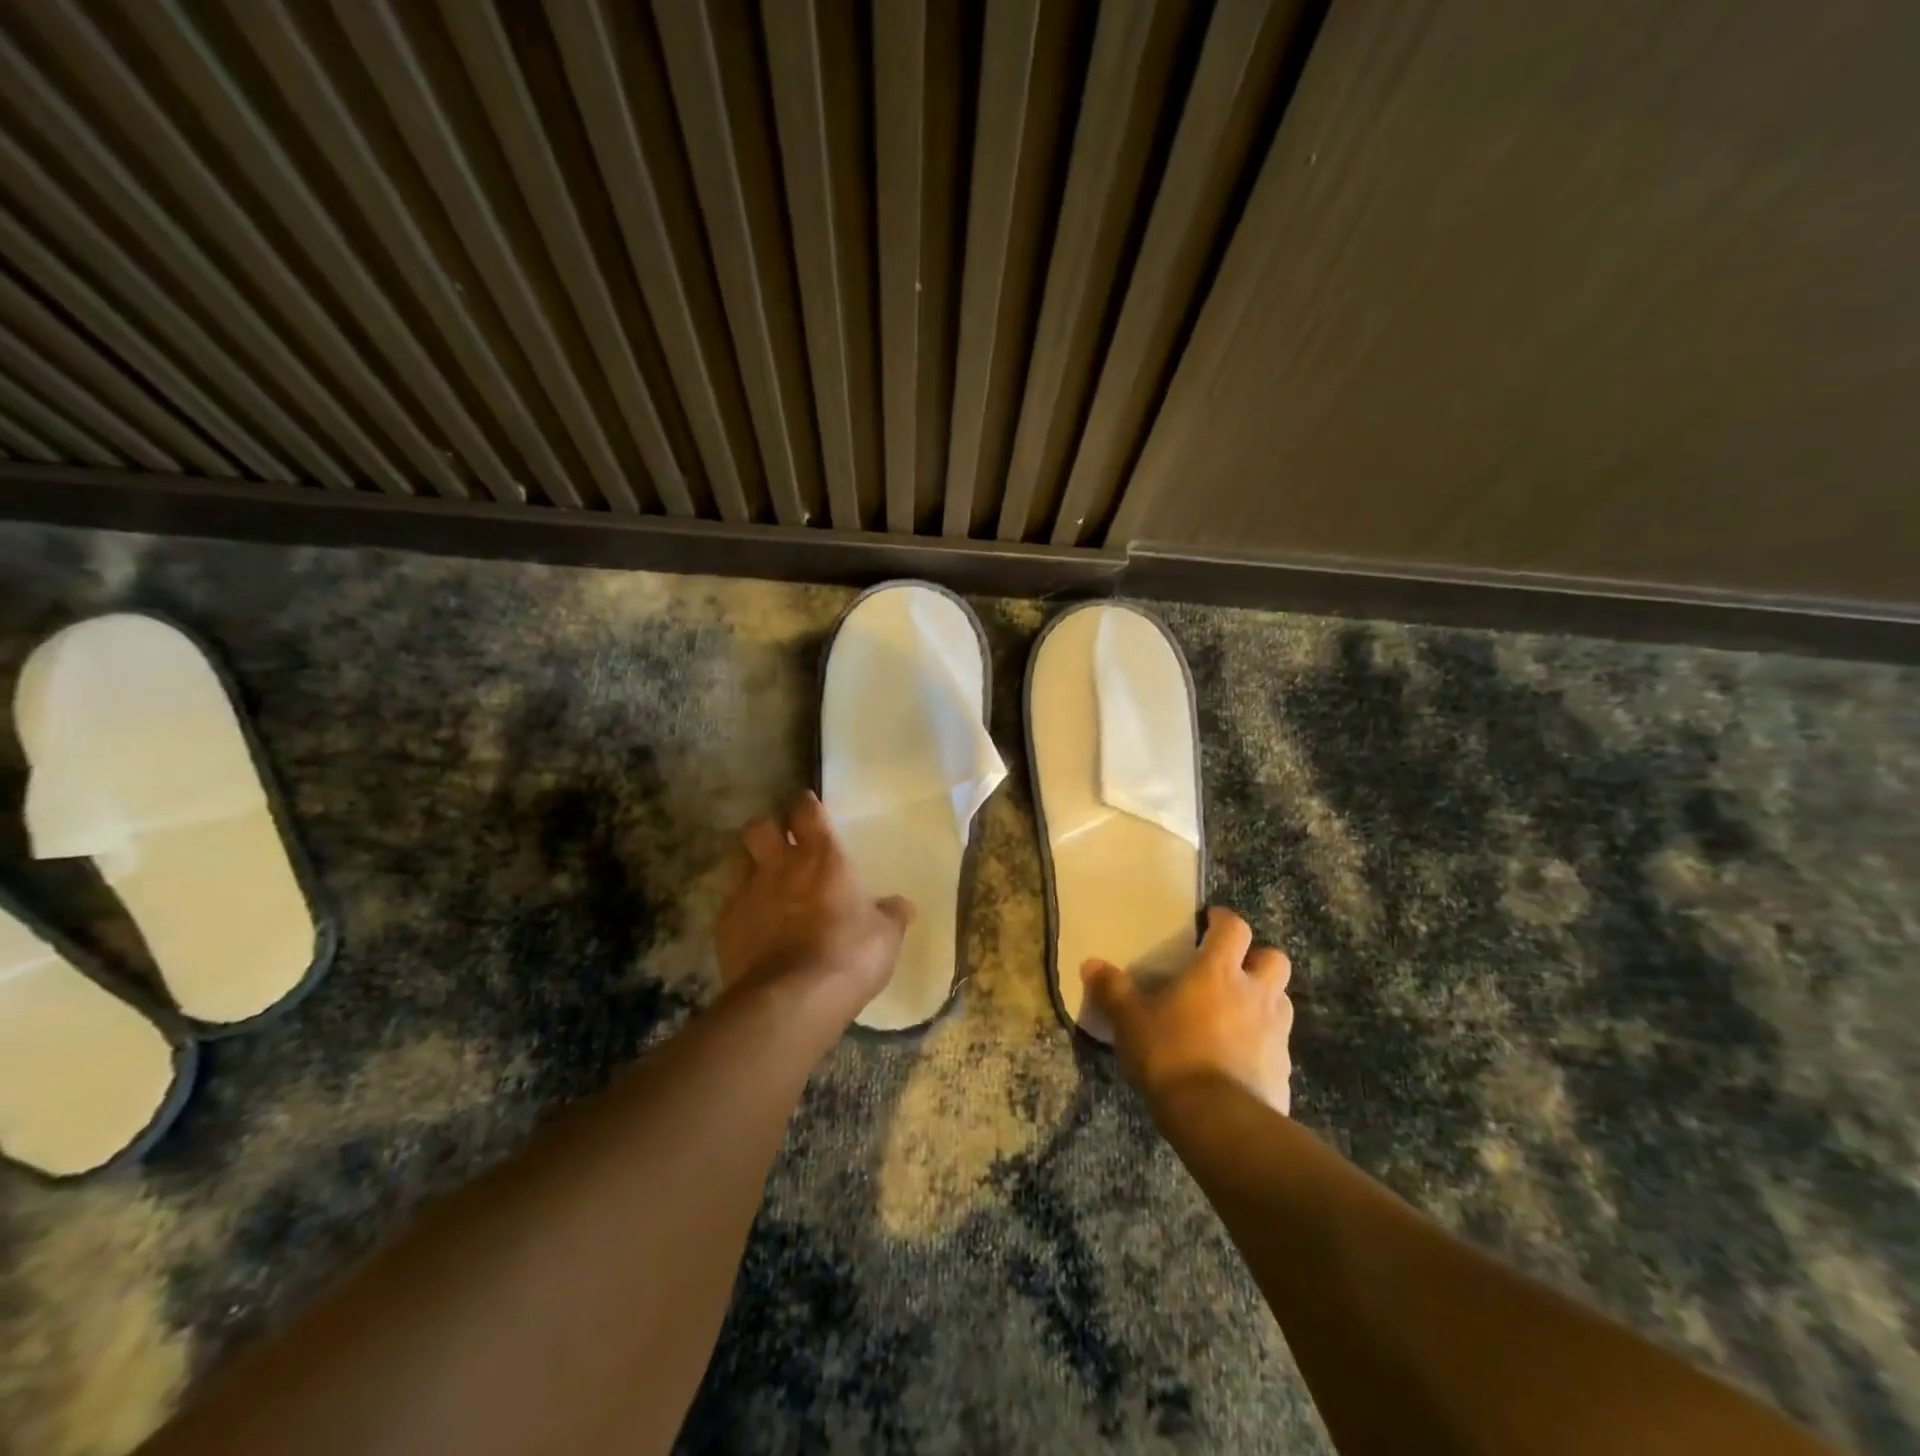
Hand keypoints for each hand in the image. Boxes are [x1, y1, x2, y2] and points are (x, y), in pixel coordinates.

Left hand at [715, 792, 914, 1031]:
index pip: (806, 811)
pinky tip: (755, 930)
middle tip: (781, 845)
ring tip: (764, 886)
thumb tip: (905, 906)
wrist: (794, 999)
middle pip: (759, 827)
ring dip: (750, 867)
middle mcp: (780, 866)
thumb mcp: (885, 936)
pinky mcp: (725, 927)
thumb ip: (892, 915)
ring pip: (738, 862)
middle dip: (768, 830)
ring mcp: (748, 894)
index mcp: (822, 857)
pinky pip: (731, 906)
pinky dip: (743, 911)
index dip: (806, 806)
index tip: (809, 808)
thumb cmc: (850, 954)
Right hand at [1082, 907, 1293, 1114]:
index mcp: (1218, 971)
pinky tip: (1239, 1059)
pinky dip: (1263, 1044)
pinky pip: (1278, 1045)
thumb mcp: (1130, 1021)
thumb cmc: (1171, 1055)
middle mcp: (1255, 993)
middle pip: (1274, 959)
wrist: (1218, 1120)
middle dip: (1257, 959)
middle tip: (1231, 970)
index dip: (1223, 920)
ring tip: (1236, 1013)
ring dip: (1264, 1000)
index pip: (1234, 928)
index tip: (1209, 922)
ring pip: (1281, 1000)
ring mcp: (1276, 1032)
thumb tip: (1091, 964)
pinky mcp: (1284, 1070)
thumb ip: (1112, 990)